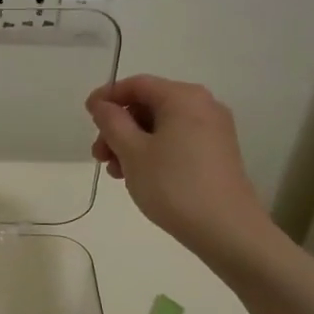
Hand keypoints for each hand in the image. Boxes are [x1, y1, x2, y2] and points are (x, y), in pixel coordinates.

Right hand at [86, 74, 279, 270]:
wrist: (227, 230)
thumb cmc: (173, 185)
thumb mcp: (132, 151)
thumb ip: (111, 121)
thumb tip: (101, 104)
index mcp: (183, 97)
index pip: (137, 84)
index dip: (107, 97)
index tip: (87, 118)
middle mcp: (203, 105)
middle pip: (148, 105)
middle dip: (118, 127)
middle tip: (100, 155)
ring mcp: (213, 130)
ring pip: (160, 126)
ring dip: (132, 143)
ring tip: (117, 173)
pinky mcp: (217, 152)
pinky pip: (176, 140)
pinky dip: (153, 152)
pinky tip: (139, 176)